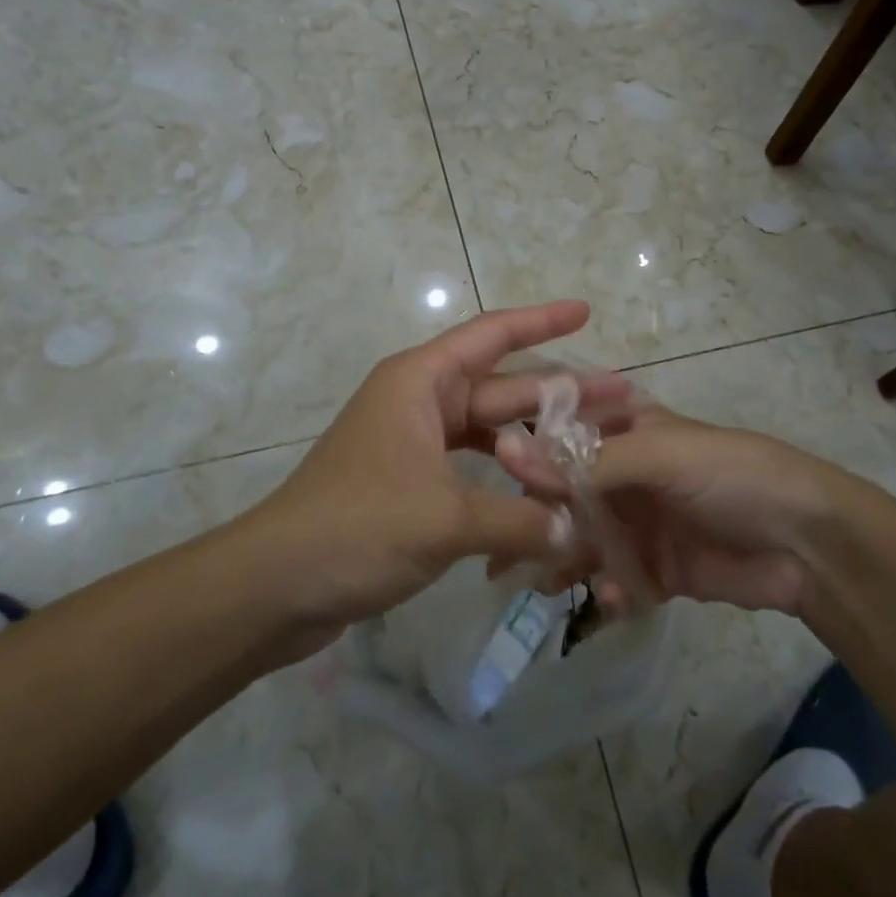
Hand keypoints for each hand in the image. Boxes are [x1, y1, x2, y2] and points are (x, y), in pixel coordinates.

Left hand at [235, 301, 628, 643]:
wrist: (274, 585)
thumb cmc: (356, 527)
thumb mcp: (445, 518)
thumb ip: (519, 518)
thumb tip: (572, 531)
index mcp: (419, 382)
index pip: (491, 335)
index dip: (540, 321)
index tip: (585, 311)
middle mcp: (418, 402)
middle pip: (501, 387)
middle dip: (559, 393)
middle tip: (621, 398)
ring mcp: (413, 445)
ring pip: (490, 432)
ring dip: (537, 438)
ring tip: (594, 447)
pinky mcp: (410, 485)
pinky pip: (472, 469)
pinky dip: (507, 479)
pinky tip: (544, 495)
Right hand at [498, 406, 842, 614]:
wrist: (806, 542)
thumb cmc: (731, 474)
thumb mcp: (659, 455)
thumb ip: (586, 464)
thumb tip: (507, 453)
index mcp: (627, 432)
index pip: (563, 436)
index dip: (528, 454)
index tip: (489, 476)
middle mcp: (627, 475)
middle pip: (566, 494)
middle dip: (535, 518)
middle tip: (497, 551)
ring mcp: (641, 524)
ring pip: (584, 540)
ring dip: (561, 560)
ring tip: (533, 582)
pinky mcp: (658, 570)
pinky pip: (617, 580)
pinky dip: (608, 589)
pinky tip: (610, 596)